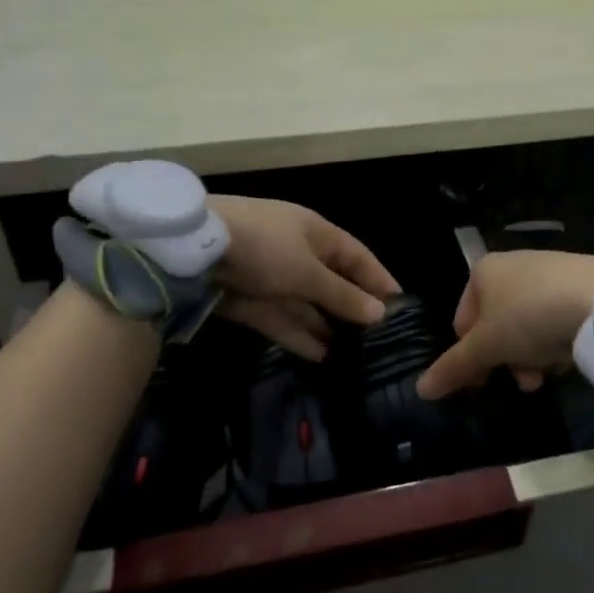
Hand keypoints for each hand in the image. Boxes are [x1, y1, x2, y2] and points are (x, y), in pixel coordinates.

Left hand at [209, 196, 401, 360]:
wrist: (192, 248)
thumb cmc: (264, 247)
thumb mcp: (308, 272)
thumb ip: (342, 295)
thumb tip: (381, 313)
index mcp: (316, 233)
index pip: (358, 257)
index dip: (378, 279)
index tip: (401, 306)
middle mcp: (296, 253)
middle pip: (332, 283)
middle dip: (352, 310)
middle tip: (377, 341)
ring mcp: (271, 277)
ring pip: (306, 305)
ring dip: (326, 328)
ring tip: (353, 358)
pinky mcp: (249, 300)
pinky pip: (281, 320)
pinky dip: (298, 336)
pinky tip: (321, 358)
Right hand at [416, 251, 593, 398]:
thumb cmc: (530, 318)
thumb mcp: (486, 347)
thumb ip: (453, 367)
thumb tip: (421, 389)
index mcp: (483, 271)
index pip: (462, 321)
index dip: (469, 356)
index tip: (485, 381)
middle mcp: (512, 264)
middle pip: (497, 326)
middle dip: (507, 360)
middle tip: (524, 381)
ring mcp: (548, 272)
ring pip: (527, 326)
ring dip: (532, 356)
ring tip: (548, 373)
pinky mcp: (579, 283)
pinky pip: (556, 319)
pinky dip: (558, 340)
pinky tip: (570, 355)